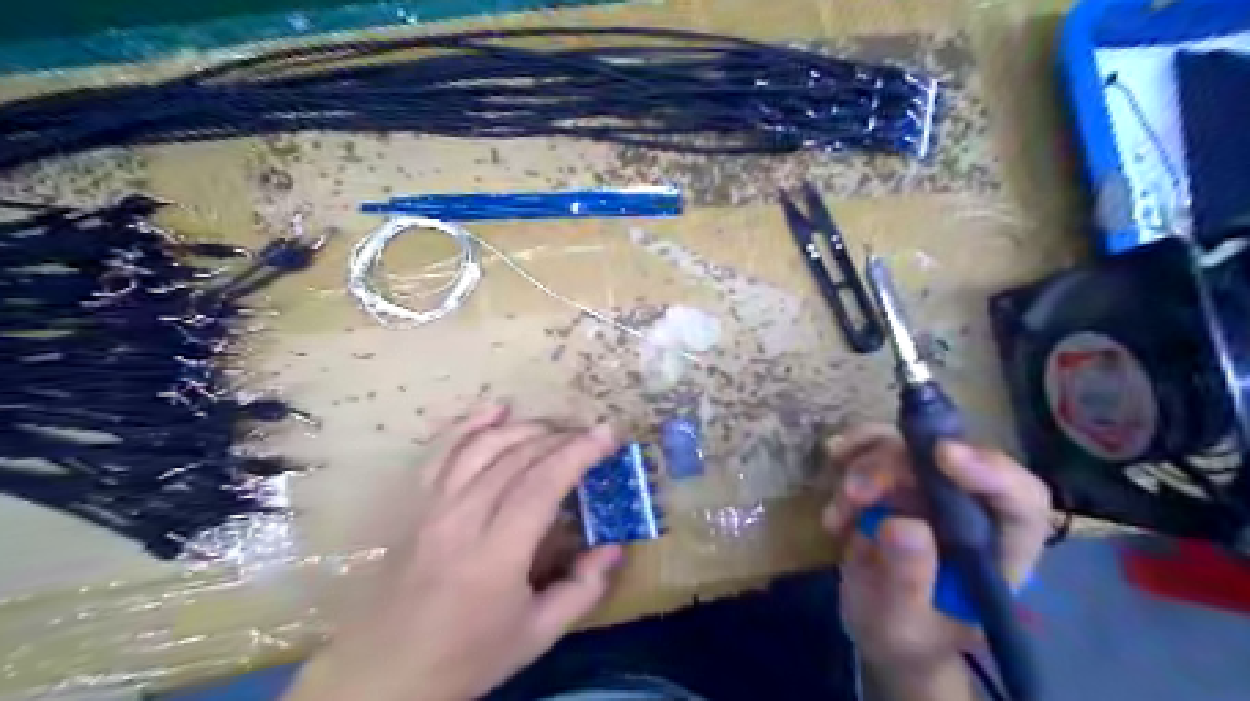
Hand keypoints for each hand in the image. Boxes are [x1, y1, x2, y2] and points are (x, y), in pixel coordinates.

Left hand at [288, 403, 630, 700]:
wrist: (383, 674)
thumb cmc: (467, 656)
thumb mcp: (537, 635)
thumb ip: (583, 589)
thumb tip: (614, 546)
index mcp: (496, 554)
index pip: (543, 484)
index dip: (579, 453)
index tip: (608, 435)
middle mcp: (462, 518)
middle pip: (517, 458)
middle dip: (561, 438)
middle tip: (591, 435)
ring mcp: (433, 507)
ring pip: (483, 447)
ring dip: (524, 428)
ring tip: (556, 427)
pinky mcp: (416, 505)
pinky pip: (442, 452)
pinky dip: (470, 425)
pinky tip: (495, 409)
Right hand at [829, 421, 1045, 672]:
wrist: (879, 626)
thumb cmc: (907, 636)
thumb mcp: (904, 623)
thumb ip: (909, 580)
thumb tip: (900, 524)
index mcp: (999, 550)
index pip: (1019, 499)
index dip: (990, 470)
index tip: (942, 455)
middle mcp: (970, 508)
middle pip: (946, 460)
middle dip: (895, 467)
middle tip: (854, 493)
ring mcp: (930, 489)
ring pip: (906, 446)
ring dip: (864, 464)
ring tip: (838, 508)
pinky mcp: (894, 478)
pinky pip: (875, 445)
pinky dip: (851, 452)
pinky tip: (833, 468)